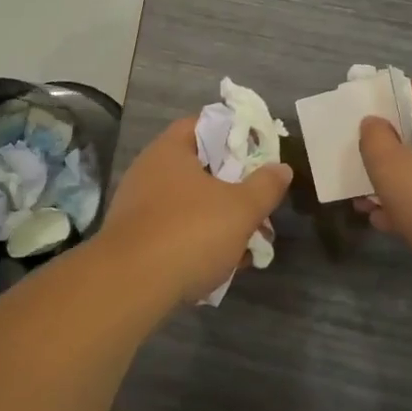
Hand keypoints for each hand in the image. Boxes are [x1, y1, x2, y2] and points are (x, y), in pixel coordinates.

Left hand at [100, 118, 292, 303]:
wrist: (130, 286)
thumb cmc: (189, 232)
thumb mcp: (240, 208)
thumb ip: (265, 186)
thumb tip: (281, 168)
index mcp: (169, 150)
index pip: (202, 125)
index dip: (232, 133)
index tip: (257, 150)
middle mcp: (148, 171)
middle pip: (198, 168)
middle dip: (230, 186)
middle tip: (257, 202)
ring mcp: (137, 207)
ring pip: (188, 205)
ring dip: (217, 220)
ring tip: (246, 243)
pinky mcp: (134, 240)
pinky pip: (173, 232)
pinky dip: (196, 244)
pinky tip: (218, 267)